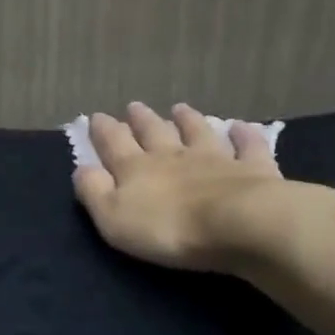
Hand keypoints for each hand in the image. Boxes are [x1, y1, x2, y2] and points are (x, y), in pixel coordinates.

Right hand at [74, 102, 334, 279]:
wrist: (239, 224)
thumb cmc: (169, 228)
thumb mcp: (114, 218)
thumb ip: (95, 192)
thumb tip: (82, 168)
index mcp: (137, 169)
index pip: (114, 143)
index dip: (103, 130)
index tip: (96, 116)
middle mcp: (174, 156)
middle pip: (154, 132)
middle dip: (141, 120)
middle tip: (134, 106)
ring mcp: (215, 159)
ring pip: (197, 132)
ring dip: (187, 120)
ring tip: (179, 107)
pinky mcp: (252, 169)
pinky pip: (248, 147)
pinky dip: (244, 135)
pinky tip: (242, 126)